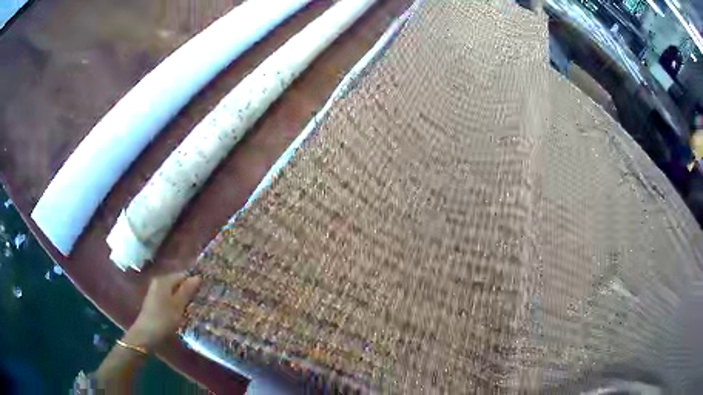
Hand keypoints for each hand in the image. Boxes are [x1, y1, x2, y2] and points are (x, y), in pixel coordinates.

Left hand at [123, 272, 201, 349]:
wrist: (146, 334)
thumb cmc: (164, 319)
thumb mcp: (178, 305)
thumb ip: (187, 290)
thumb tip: (197, 277)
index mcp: (164, 280)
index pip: (182, 274)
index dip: (193, 282)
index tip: (205, 291)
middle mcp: (158, 281)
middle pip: (177, 282)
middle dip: (188, 290)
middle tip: (201, 300)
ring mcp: (155, 291)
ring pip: (173, 290)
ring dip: (182, 297)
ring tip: (194, 307)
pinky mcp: (154, 301)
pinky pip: (168, 297)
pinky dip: (176, 302)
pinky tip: (182, 311)